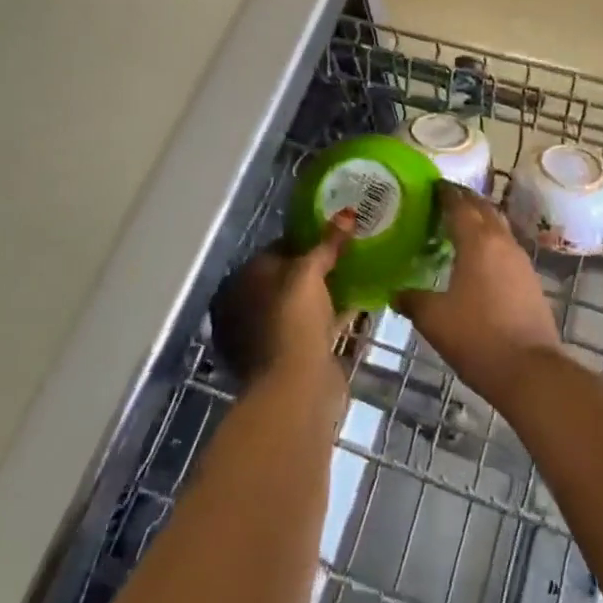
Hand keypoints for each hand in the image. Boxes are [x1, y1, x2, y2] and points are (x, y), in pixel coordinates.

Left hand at [210, 212, 355, 386]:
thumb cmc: (292, 320)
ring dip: (326, 291)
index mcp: (242, 282)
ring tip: (359, 270)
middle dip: (317, 266)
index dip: (305, 239)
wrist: (296, 389)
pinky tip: (360, 301)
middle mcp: (249, 307)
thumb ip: (327, 243)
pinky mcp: (293, 357)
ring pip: (302, 304)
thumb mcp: (309, 273)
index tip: (335, 231)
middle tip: (350, 249)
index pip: (275, 249)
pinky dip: (334, 314)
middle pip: (288, 277)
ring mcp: (270, 335)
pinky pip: (317, 325)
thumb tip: (348, 213)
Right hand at [397, 183, 562, 405]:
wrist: (530, 371)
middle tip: (443, 199)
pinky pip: (506, 248)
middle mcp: (501, 242)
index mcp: (477, 241)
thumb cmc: (477, 337)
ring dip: (480, 220)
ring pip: (498, 227)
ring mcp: (521, 261)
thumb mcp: (434, 319)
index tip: (432, 185)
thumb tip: (395, 293)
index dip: (445, 193)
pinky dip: (491, 242)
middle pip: (483, 209)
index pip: (459, 204)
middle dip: (465, 200)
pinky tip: (478, 259)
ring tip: (459, 226)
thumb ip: (412, 299)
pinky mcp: (530, 281)